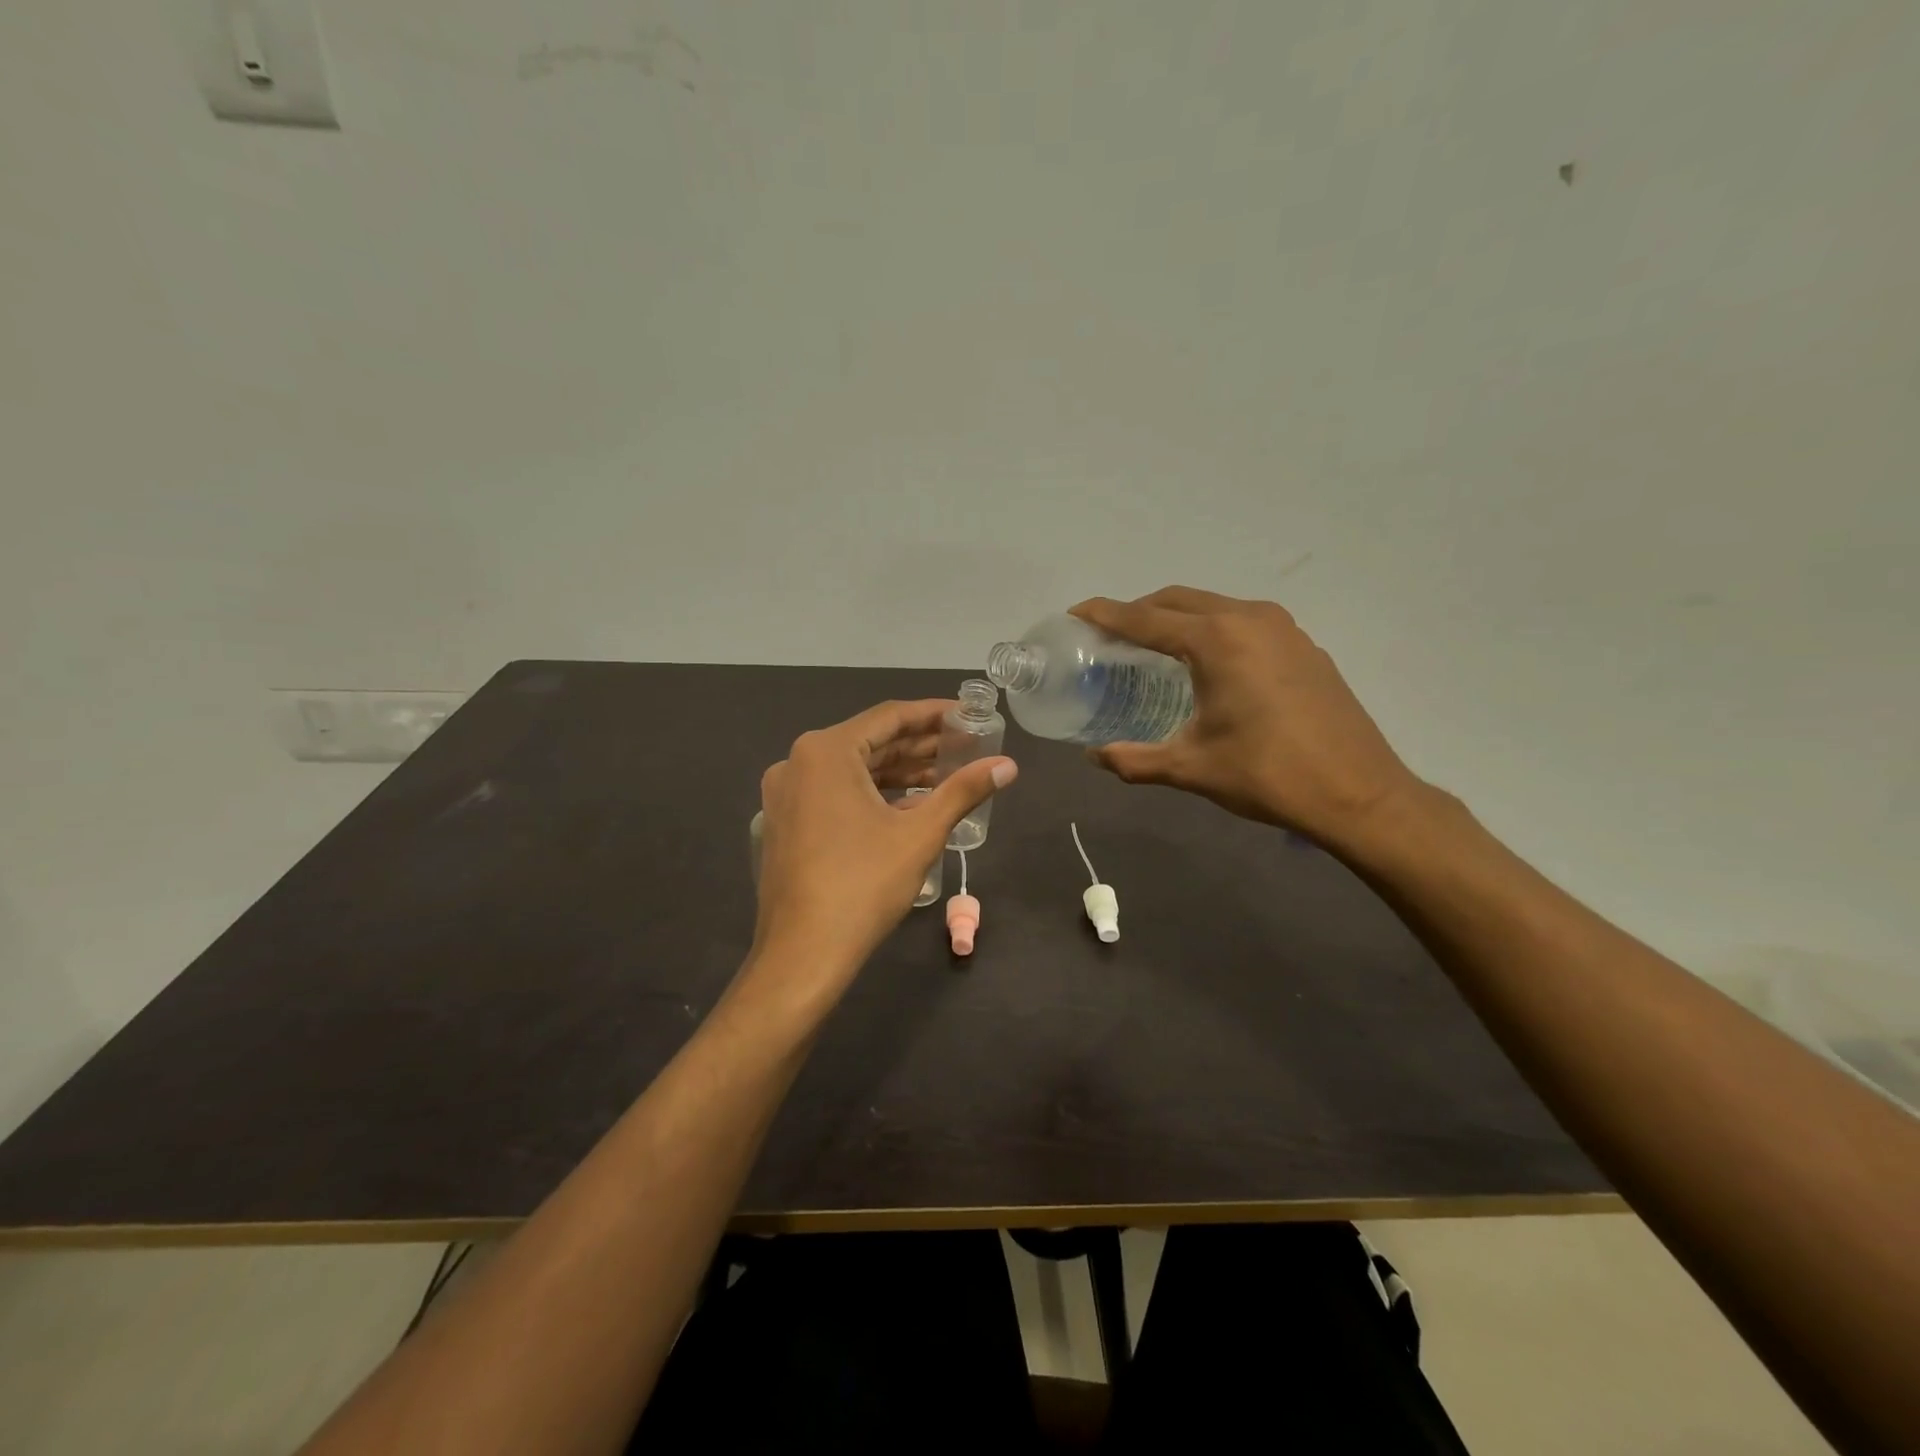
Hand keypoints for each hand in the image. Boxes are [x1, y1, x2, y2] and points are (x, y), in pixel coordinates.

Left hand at [751, 699, 1016, 999]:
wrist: (803, 954)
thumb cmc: (863, 885)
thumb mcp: (920, 834)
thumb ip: (964, 790)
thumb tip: (1008, 764)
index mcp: (825, 752)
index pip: (889, 717)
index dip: (933, 714)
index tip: (968, 714)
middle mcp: (797, 763)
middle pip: (870, 743)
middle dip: (919, 746)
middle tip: (965, 746)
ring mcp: (786, 795)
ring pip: (852, 771)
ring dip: (899, 772)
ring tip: (946, 776)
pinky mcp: (786, 823)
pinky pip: (835, 794)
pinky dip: (873, 795)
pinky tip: (910, 806)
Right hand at [1071, 587, 1424, 852]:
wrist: (1358, 793)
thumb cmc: (1268, 775)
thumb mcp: (1191, 768)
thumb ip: (1134, 760)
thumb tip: (1094, 757)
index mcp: (1217, 640)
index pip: (1146, 618)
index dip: (1106, 615)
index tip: (1076, 613)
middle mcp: (1249, 619)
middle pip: (1179, 600)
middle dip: (1140, 611)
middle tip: (1109, 634)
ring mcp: (1283, 628)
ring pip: (1214, 606)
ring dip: (1178, 617)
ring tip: (1153, 646)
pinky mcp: (1303, 646)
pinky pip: (1242, 622)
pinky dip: (1212, 629)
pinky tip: (1207, 663)